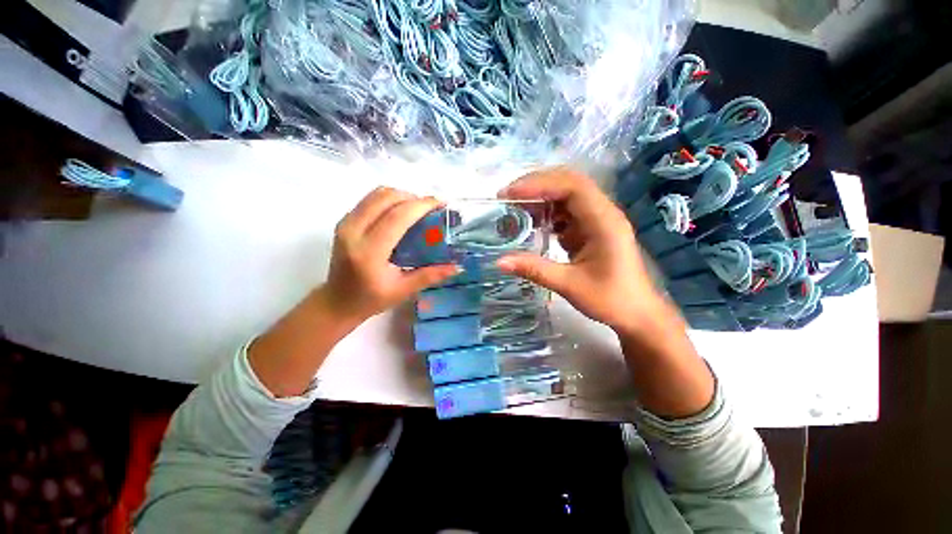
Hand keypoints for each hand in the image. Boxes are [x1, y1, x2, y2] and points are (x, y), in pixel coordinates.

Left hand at [324, 187, 459, 323]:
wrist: (336, 302)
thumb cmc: (370, 300)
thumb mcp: (403, 290)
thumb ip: (431, 275)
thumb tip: (458, 267)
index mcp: (369, 252)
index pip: (397, 217)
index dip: (421, 205)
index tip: (441, 203)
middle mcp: (353, 232)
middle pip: (386, 198)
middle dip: (413, 197)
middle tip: (431, 208)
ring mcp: (345, 224)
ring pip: (377, 194)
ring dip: (401, 196)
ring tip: (417, 209)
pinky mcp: (343, 221)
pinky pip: (369, 200)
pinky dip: (389, 200)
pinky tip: (401, 212)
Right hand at [496, 168, 669, 337]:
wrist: (636, 313)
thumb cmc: (610, 299)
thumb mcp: (569, 285)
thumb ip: (534, 270)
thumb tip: (499, 262)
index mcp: (604, 221)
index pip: (572, 186)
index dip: (539, 184)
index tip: (510, 194)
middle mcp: (602, 212)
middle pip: (568, 183)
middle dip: (536, 185)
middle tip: (507, 197)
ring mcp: (597, 219)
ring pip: (566, 195)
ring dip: (540, 198)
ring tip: (514, 209)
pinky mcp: (590, 229)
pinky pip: (566, 211)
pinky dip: (546, 213)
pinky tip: (532, 223)